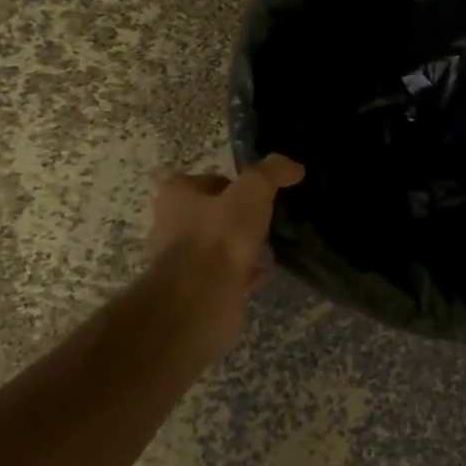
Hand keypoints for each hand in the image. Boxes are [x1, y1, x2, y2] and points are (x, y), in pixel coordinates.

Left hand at [142, 154, 304, 364]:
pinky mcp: (198, 288)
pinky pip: (227, 273)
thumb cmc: (219, 236)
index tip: (256, 190)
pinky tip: (268, 269)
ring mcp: (182, 261)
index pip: (202, 179)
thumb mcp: (252, 191)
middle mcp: (171, 226)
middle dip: (235, 214)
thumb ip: (272, 173)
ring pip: (218, 244)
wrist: (201, 299)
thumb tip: (293, 166)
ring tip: (271, 242)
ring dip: (241, 243)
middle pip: (209, 213)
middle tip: (266, 215)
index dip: (230, 182)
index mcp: (175, 196)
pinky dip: (246, 270)